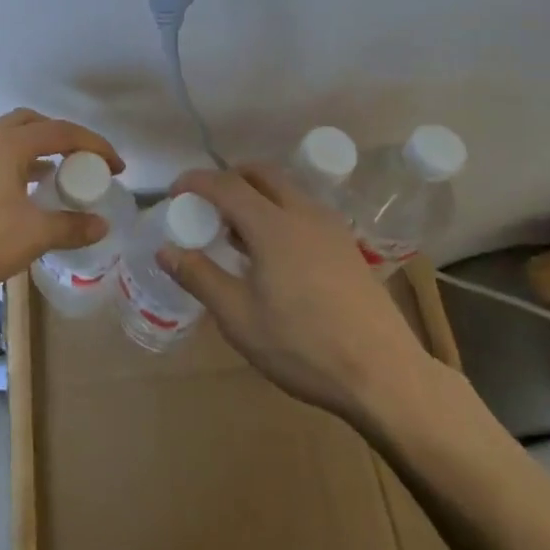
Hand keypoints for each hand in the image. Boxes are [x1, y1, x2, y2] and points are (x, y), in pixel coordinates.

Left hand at [0, 108, 123, 299]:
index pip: (61, 132)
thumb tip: (101, 224)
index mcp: (7, 143)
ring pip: (4, 138)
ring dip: (32, 150)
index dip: (94, 146)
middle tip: (79, 162)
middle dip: (60, 137)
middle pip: (30, 123)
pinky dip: (9, 164)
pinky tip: (15, 193)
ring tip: (51, 177)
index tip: (115, 167)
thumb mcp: (32, 236)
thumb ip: (70, 226)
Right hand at [163, 166, 431, 418]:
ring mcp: (331, 228)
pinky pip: (304, 210)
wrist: (384, 375)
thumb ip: (199, 277)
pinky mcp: (347, 246)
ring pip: (286, 190)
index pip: (226, 184)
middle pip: (261, 174)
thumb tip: (164, 250)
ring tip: (236, 232)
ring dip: (256, 195)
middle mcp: (303, 213)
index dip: (195, 182)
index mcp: (273, 225)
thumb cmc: (303, 346)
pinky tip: (273, 253)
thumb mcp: (239, 317)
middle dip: (228, 178)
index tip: (174, 193)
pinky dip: (279, 211)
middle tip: (206, 205)